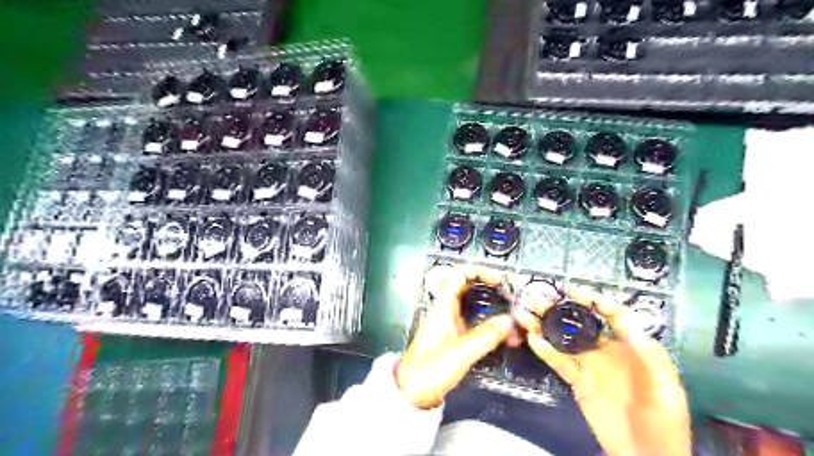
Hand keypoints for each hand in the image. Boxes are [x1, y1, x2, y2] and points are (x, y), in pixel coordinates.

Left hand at [397, 266, 520, 407]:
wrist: (411, 393)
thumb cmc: (431, 368)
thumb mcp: (461, 352)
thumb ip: (486, 335)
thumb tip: (510, 320)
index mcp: (444, 306)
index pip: (460, 275)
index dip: (480, 272)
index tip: (501, 281)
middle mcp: (448, 310)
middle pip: (472, 290)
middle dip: (494, 292)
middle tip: (515, 300)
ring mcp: (452, 325)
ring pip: (477, 309)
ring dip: (496, 312)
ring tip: (516, 323)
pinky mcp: (456, 339)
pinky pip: (477, 325)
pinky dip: (492, 328)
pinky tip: (507, 339)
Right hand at [517, 287, 688, 454]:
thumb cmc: (663, 422)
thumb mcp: (663, 388)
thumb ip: (647, 355)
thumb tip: (630, 322)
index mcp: (632, 347)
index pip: (612, 315)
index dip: (593, 300)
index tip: (572, 290)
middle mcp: (608, 350)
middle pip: (581, 323)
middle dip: (559, 308)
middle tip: (537, 297)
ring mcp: (590, 364)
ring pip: (564, 339)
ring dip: (545, 325)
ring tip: (525, 312)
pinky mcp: (578, 380)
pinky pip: (559, 361)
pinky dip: (545, 350)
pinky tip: (532, 339)